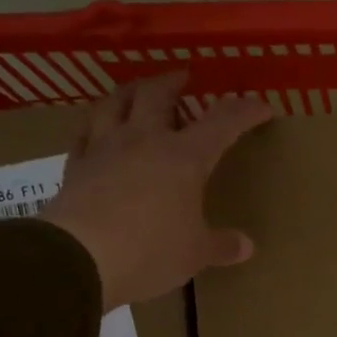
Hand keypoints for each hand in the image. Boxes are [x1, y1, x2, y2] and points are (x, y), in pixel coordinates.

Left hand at [42, 73, 270, 304]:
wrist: (79, 258)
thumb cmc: (150, 251)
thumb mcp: (196, 253)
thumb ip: (221, 245)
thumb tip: (246, 246)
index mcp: (184, 157)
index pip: (222, 122)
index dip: (244, 110)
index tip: (262, 106)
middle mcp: (143, 141)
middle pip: (157, 94)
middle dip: (174, 82)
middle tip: (184, 78)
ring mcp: (104, 149)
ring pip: (114, 103)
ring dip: (130, 91)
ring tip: (138, 92)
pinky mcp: (74, 167)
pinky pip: (84, 134)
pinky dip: (95, 126)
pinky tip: (97, 130)